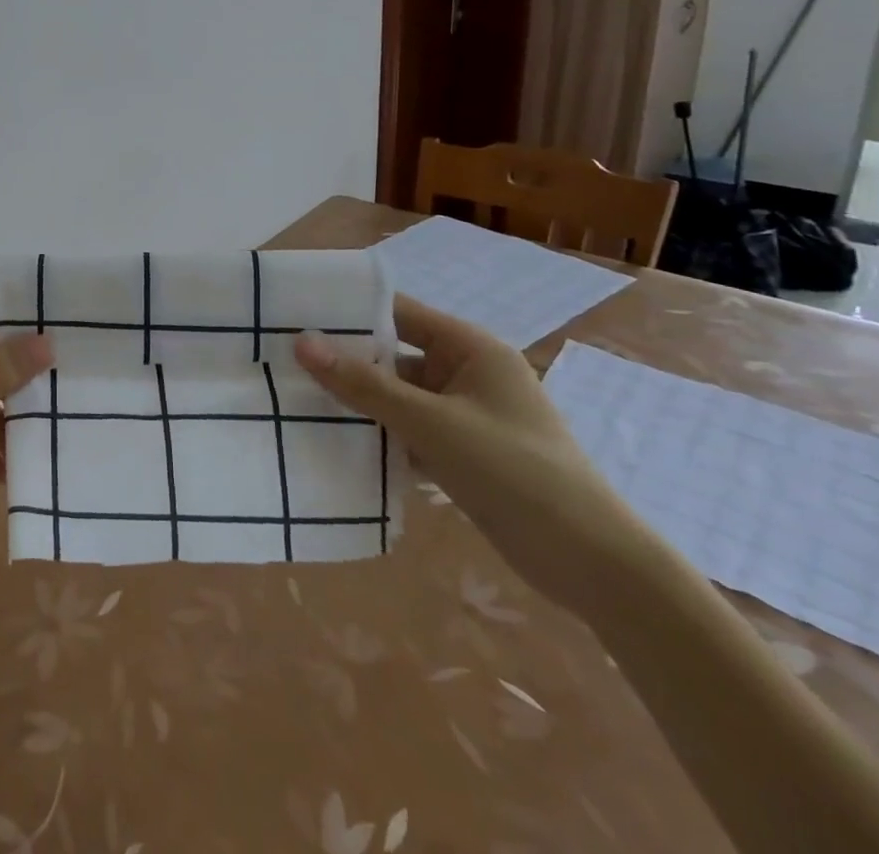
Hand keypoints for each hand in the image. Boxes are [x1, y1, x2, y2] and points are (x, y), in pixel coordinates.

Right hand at [295, 295, 651, 617]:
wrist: (594, 565)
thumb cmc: (515, 472)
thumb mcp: (432, 423)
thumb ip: (364, 385)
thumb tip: (302, 343)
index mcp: (471, 349)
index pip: (399, 313)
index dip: (350, 311)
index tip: (296, 314)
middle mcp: (467, 374)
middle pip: (393, 356)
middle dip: (345, 361)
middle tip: (285, 361)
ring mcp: (465, 416)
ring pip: (397, 398)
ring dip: (358, 402)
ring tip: (297, 400)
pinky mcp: (462, 454)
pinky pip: (408, 431)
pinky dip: (378, 436)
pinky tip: (334, 443)